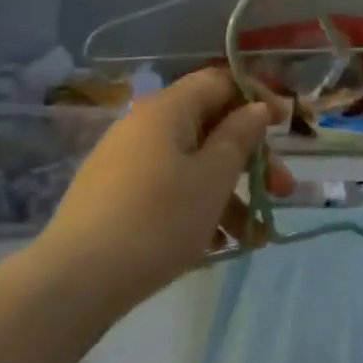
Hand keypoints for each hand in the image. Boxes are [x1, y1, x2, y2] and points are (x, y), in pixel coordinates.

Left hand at [41, 70, 293, 309]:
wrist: (75, 280)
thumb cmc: (158, 220)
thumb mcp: (212, 178)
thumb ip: (239, 137)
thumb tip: (256, 107)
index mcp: (168, 110)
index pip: (219, 82)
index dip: (257, 96)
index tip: (287, 123)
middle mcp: (144, 126)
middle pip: (211, 127)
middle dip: (252, 159)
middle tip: (283, 191)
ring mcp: (126, 163)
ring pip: (193, 165)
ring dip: (231, 194)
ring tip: (255, 238)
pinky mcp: (115, 197)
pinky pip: (169, 189)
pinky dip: (198, 208)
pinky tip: (217, 245)